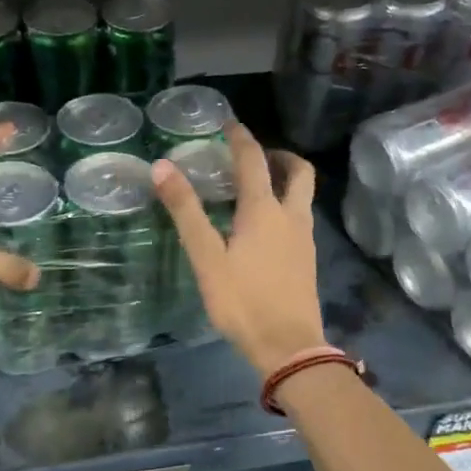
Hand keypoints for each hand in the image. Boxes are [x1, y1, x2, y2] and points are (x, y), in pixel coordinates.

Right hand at [153, 123, 325, 377]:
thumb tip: (162, 167)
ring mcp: (304, 238)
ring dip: (284, 180)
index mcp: (264, 210)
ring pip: (303, 195)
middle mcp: (291, 216)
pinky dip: (285, 205)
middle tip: (253, 157)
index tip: (229, 124)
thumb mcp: (206, 258)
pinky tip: (264, 227)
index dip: (241, 138)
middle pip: (298, 171)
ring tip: (255, 188)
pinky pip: (300, 217)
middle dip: (279, 155)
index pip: (254, 160)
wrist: (288, 347)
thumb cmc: (243, 301)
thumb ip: (185, 212)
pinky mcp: (307, 259)